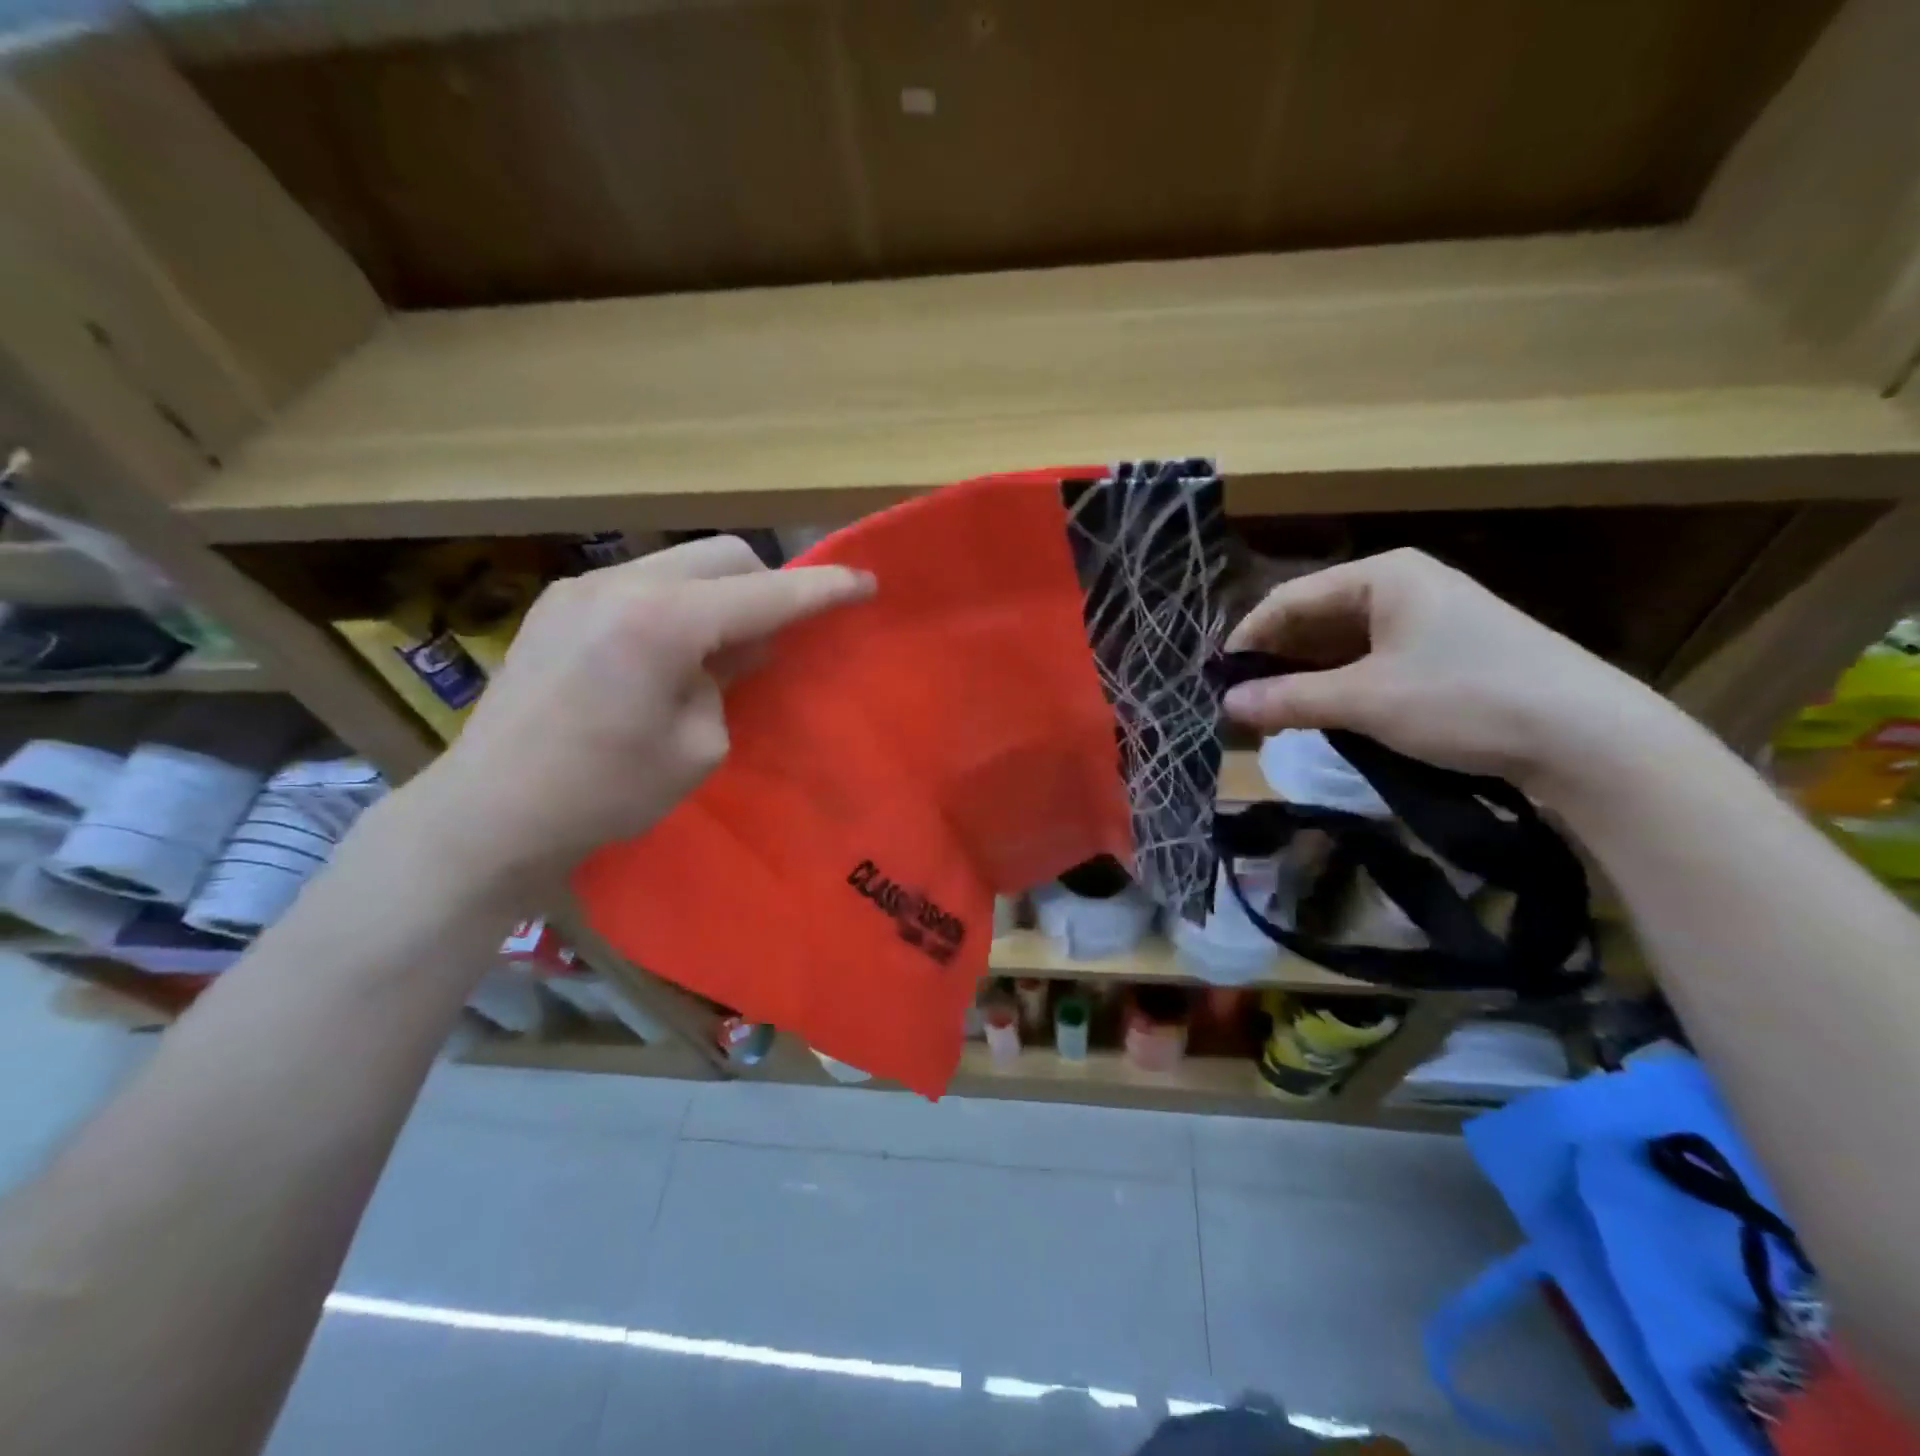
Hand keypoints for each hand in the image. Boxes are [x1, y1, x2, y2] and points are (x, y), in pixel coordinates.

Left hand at [404, 536, 873, 898]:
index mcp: (662, 623)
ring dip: (720, 595)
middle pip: (724, 554)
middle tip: (779, 636)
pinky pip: (643, 582)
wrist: (490, 812)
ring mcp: (583, 586)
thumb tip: (735, 648)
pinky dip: (677, 604)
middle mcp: (622, 583)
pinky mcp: (559, 602)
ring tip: (720, 651)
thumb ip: (728, 680)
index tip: (866, 582)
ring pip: (682, 563)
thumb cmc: (605, 793)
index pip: (766, 594)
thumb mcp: (698, 745)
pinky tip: (668, 653)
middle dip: (767, 585)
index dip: (824, 588)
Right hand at [1222, 548, 1682, 793]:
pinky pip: (1373, 661)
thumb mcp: (1365, 700)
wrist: (1588, 738)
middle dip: (1276, 662)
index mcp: (1383, 575)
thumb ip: (1288, 699)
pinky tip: (1323, 714)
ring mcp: (1430, 619)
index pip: (1290, 598)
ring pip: (1344, 643)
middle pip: (1316, 619)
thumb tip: (1225, 705)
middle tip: (1243, 705)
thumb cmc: (1464, 698)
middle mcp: (1404, 586)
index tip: (1219, 680)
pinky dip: (1341, 686)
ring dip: (1306, 678)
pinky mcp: (1448, 652)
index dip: (1249, 638)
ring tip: (1274, 715)